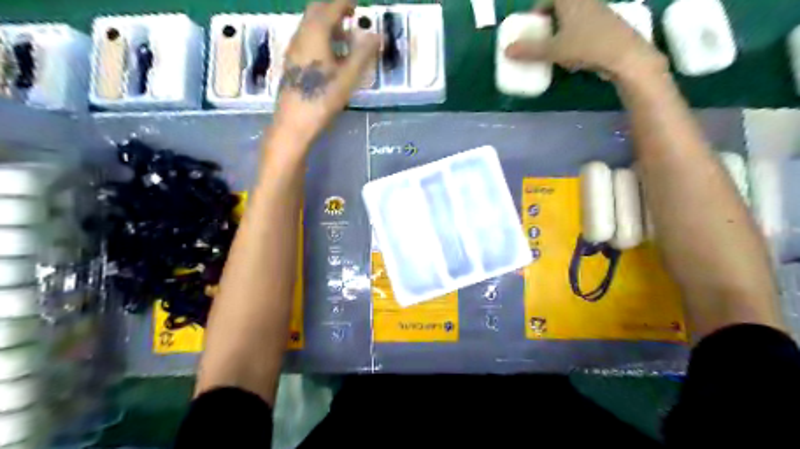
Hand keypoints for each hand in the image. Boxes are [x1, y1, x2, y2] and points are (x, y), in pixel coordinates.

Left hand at [275, 0, 380, 145]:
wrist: (294, 122)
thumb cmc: (322, 98)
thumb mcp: (348, 76)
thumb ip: (363, 53)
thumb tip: (377, 34)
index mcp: (315, 33)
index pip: (331, 7)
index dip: (345, 3)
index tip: (357, 4)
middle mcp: (301, 35)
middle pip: (316, 11)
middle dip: (334, 9)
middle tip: (351, 16)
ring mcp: (293, 49)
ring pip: (309, 25)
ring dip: (327, 24)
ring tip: (345, 37)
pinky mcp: (291, 63)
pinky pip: (306, 38)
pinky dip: (320, 36)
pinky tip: (330, 54)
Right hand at [504, 0, 670, 80]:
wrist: (625, 56)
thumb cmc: (587, 46)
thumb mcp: (553, 50)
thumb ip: (530, 50)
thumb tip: (506, 51)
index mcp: (572, 0)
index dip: (538, 9)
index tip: (532, 25)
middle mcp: (586, 1)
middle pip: (564, 4)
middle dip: (550, 19)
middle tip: (542, 37)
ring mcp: (601, 12)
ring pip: (577, 15)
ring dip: (564, 28)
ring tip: (556, 47)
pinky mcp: (610, 26)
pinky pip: (588, 25)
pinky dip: (577, 35)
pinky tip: (576, 53)